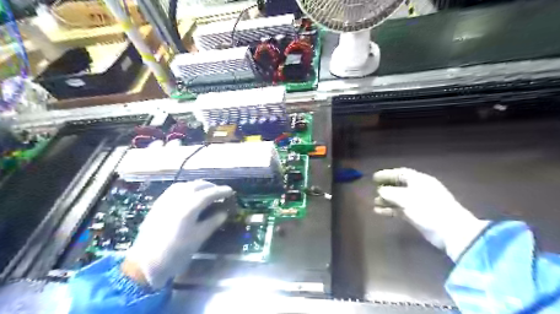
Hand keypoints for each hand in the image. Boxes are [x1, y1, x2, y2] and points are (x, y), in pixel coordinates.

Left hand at [124, 180, 232, 287]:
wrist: (144, 265)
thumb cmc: (175, 253)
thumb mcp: (198, 238)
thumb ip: (212, 223)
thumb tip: (223, 213)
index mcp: (189, 208)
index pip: (208, 193)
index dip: (221, 191)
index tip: (231, 191)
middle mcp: (177, 199)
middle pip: (197, 185)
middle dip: (210, 186)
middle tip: (220, 192)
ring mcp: (165, 200)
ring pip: (185, 185)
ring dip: (198, 185)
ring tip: (206, 191)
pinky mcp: (158, 205)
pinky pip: (174, 189)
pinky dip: (186, 188)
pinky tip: (189, 194)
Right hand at [374, 168, 488, 261]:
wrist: (451, 231)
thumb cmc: (428, 209)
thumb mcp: (406, 198)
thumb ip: (390, 192)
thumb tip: (380, 190)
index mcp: (419, 180)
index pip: (400, 173)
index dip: (387, 174)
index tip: (374, 178)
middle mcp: (418, 189)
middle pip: (399, 185)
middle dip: (386, 187)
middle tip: (373, 190)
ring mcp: (419, 202)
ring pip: (399, 198)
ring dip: (386, 200)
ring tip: (374, 203)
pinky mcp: (418, 215)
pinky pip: (400, 209)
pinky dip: (390, 209)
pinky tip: (380, 211)